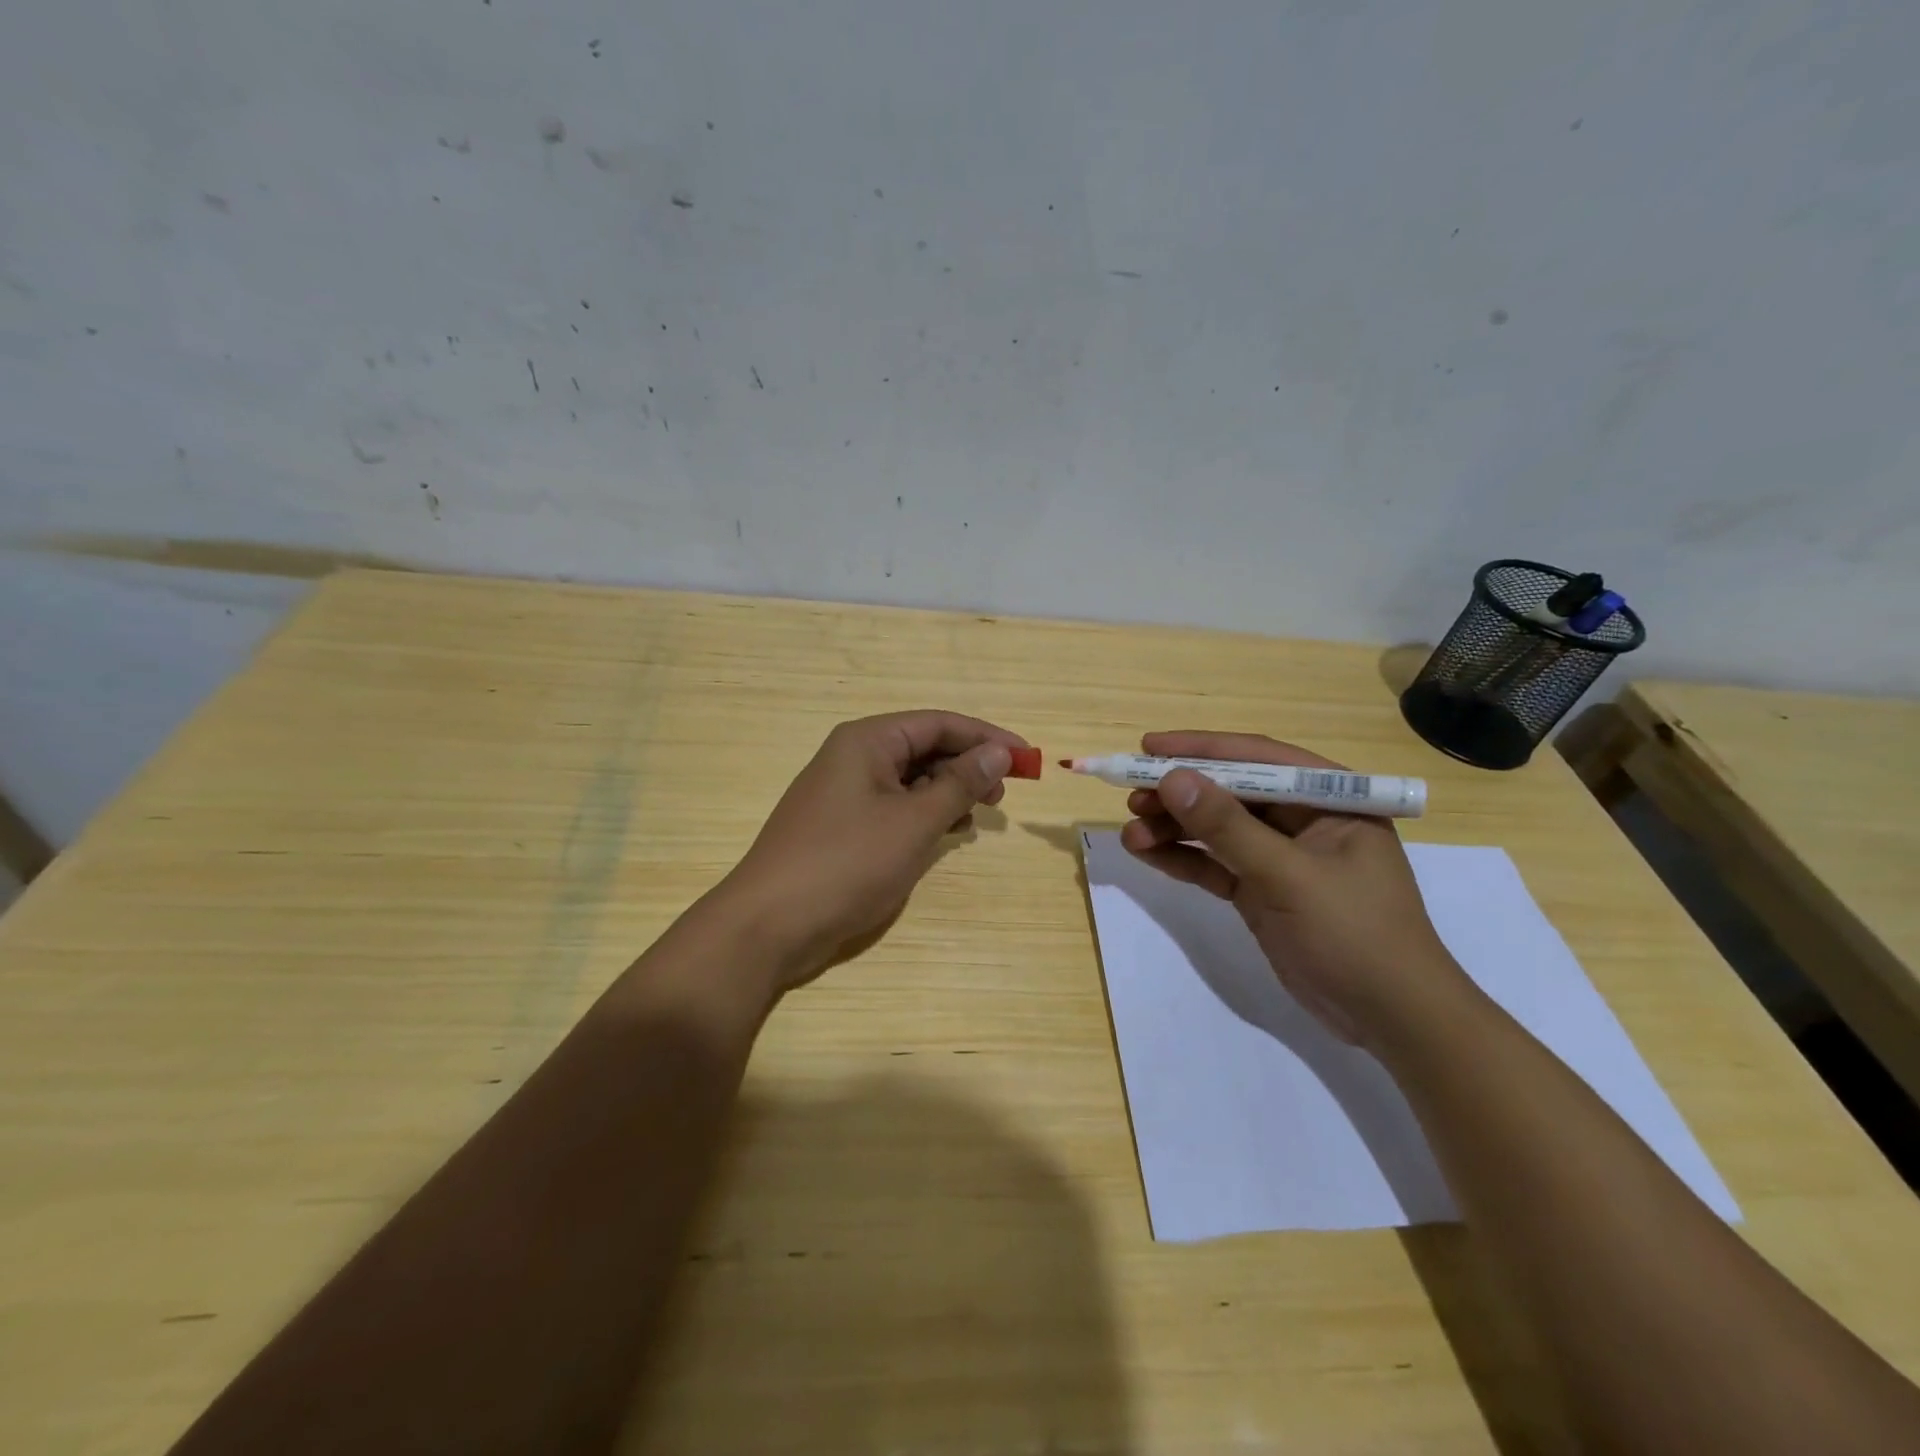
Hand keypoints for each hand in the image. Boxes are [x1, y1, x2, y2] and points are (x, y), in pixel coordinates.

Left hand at [715, 710, 1027, 991]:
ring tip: (975, 818)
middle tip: (1000, 798)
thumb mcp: (914, 822)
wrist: (768, 924)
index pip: (939, 723)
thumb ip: (959, 784)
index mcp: (867, 741)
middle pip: (924, 748)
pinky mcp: (841, 827)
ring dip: (947, 794)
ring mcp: (844, 793)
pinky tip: (943, 836)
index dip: (986, 738)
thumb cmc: (847, 863)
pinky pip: (893, 808)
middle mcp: (854, 757)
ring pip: (910, 780)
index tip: (1026, 760)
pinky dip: (922, 817)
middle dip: (966, 767)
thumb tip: (998, 751)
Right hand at [1120, 731, 1471, 1046]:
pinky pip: (1215, 865)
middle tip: (1131, 797)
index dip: (1200, 749)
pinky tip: (1147, 853)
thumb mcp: (1288, 875)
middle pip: (1230, 792)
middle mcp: (1303, 819)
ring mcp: (1281, 856)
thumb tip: (1172, 779)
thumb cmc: (1354, 933)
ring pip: (1217, 830)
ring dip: (1173, 829)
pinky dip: (1183, 859)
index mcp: (1329, 798)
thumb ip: (1228, 827)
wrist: (1390, 1019)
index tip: (1149, 747)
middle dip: (1180, 795)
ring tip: (1130, 834)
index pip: (1257, 759)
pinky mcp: (1262, 890)